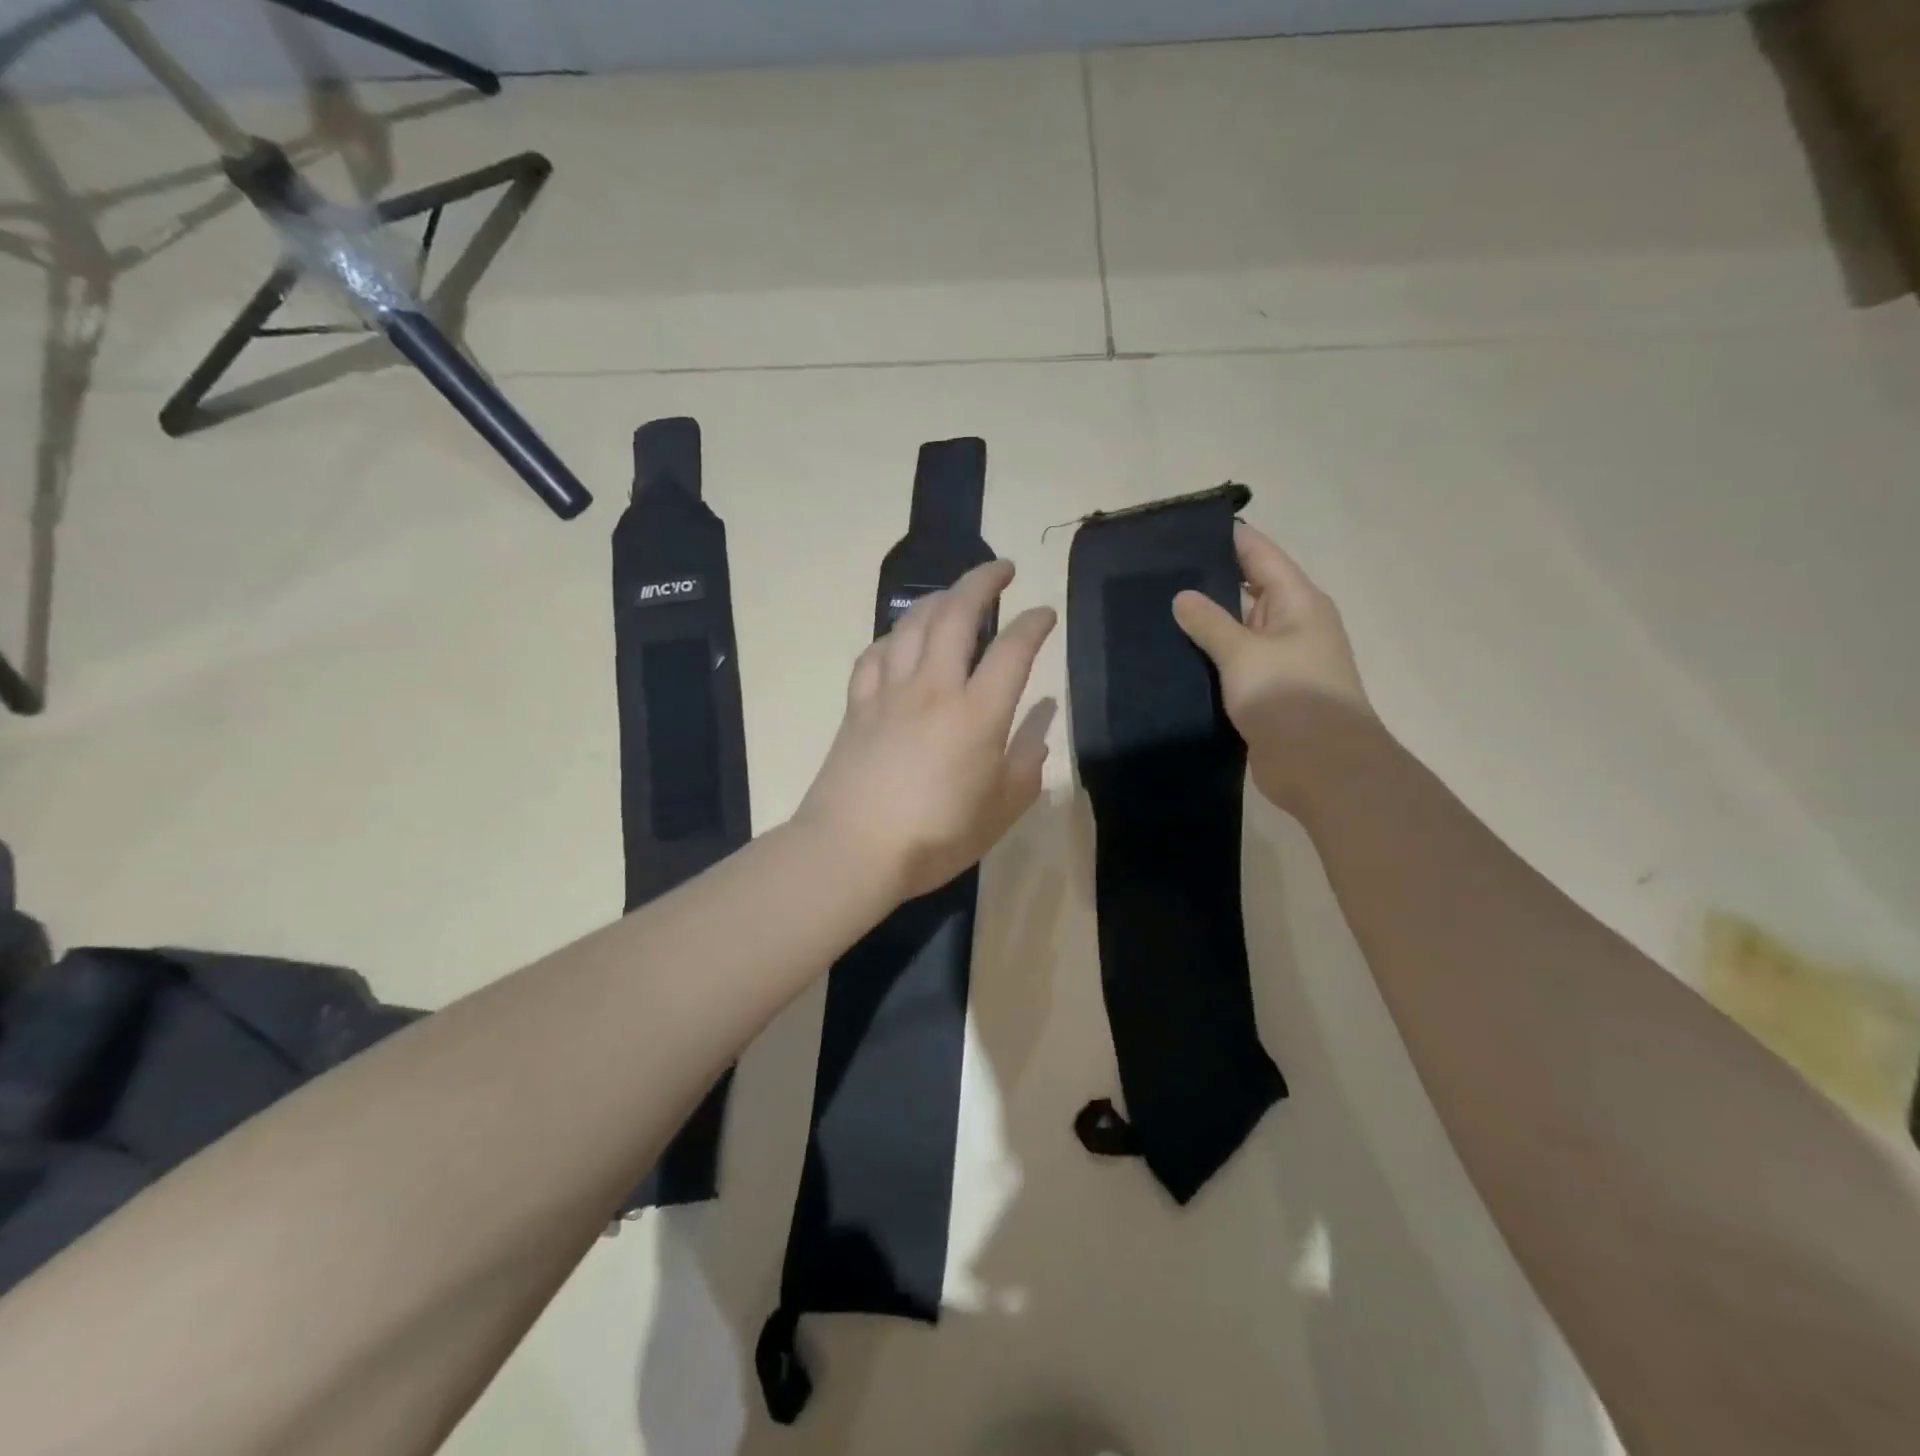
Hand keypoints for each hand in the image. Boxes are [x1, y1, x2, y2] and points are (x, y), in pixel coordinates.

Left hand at [798, 561, 1056, 902]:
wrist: (852, 849)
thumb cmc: (936, 836)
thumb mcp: (1001, 810)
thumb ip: (1027, 764)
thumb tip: (1038, 726)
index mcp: (977, 713)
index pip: (1013, 649)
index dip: (1034, 623)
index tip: (1044, 613)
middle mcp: (934, 688)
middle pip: (957, 614)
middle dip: (982, 581)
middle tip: (1001, 569)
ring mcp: (889, 692)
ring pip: (913, 624)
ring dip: (938, 599)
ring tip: (954, 595)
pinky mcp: (857, 705)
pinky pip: (875, 654)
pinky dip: (893, 636)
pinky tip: (901, 639)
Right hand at [1172, 523, 1373, 811]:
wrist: (1322, 768)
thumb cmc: (1289, 698)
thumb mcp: (1244, 653)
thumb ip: (1209, 622)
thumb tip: (1182, 596)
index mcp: (1298, 602)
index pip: (1260, 554)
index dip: (1227, 538)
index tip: (1184, 529)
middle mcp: (1291, 625)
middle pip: (1247, 590)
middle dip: (1207, 581)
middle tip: (1155, 574)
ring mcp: (1279, 661)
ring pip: (1237, 630)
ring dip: (1205, 624)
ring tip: (1154, 611)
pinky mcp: (1266, 693)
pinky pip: (1232, 665)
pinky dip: (1208, 659)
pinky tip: (1172, 656)